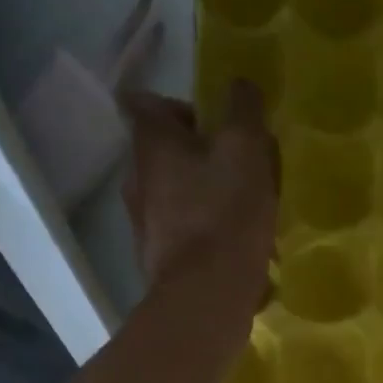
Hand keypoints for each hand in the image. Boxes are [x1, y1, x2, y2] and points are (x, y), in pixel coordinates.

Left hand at [123, 81, 277, 321]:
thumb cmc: (225, 214)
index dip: (183, 108)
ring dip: (202, 198)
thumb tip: (241, 84)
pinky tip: (232, 250)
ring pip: (173, 196)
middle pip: (164, 153)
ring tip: (241, 216)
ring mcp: (142, 224)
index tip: (217, 128)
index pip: (148, 103)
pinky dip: (202, 235)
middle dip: (199, 157)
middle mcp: (136, 177)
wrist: (206, 297)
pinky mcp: (157, 261)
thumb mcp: (246, 150)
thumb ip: (244, 110)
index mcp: (151, 142)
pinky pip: (181, 234)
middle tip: (239, 173)